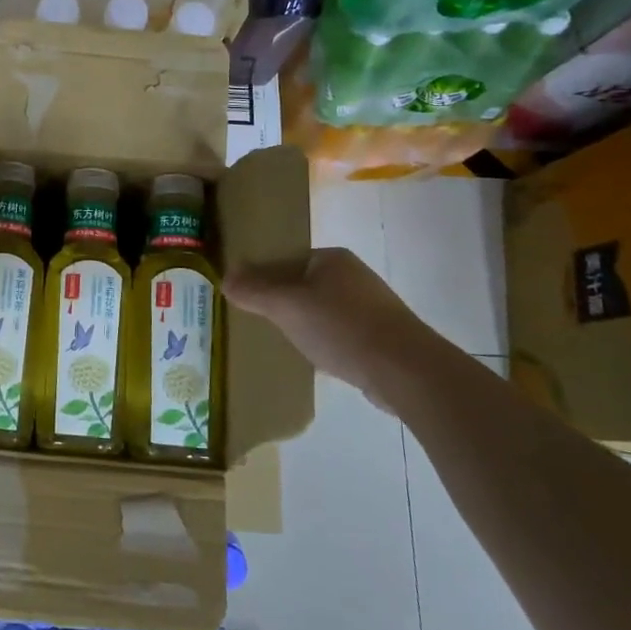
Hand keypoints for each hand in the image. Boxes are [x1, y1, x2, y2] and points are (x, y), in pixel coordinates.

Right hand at [224, 248, 442, 403]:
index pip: (286, 258)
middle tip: (255, 320)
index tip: (243, 296)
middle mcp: (352, 275)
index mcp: (332, 258)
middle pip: (302, 284)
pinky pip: (338, 332)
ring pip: (320, 309)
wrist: (405, 371)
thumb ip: (254, 291)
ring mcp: (369, 306)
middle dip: (280, 301)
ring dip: (301, 322)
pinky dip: (323, 340)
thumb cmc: (341, 327)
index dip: (262, 275)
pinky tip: (313, 357)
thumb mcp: (287, 305)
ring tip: (280, 340)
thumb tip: (225, 278)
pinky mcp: (379, 336)